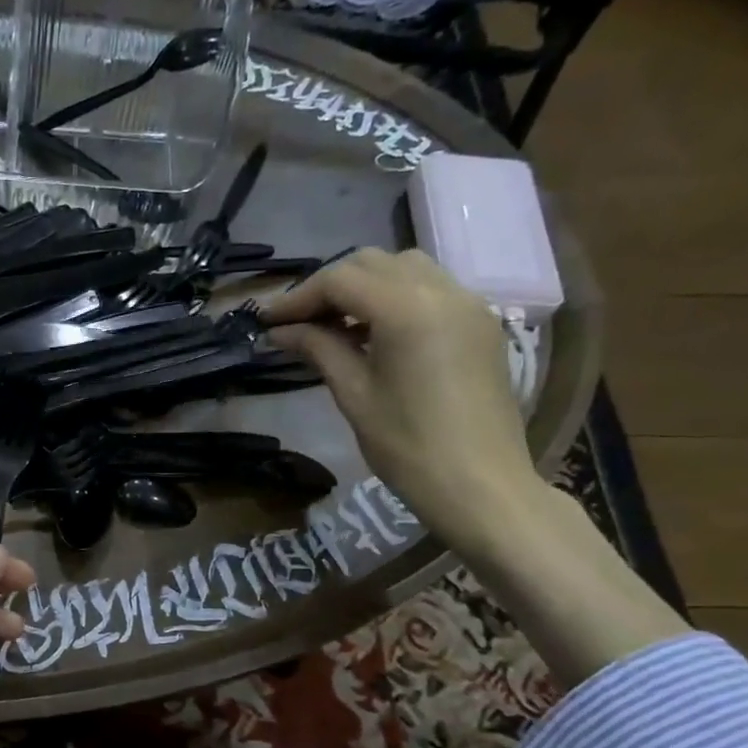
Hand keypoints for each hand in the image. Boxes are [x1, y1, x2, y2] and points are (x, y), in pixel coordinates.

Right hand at [263, 248, 540, 549]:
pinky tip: (373, 333)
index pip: (340, 280)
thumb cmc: (407, 446)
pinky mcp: (479, 323)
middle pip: (372, 263)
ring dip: (363, 287)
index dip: (298, 297)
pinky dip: (394, 297)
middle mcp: (442, 291)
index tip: (267, 321)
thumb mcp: (354, 394)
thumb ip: (318, 349)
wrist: (480, 484)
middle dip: (328, 286)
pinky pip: (430, 289)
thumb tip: (280, 331)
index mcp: (407, 309)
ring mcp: (468, 304)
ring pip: (404, 269)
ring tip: (334, 325)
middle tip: (296, 322)